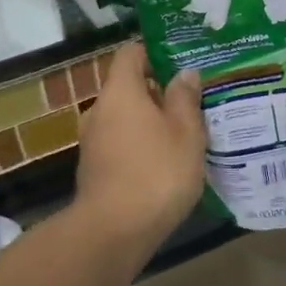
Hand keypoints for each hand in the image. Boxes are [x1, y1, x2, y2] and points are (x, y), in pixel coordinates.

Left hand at [74, 44, 205, 252]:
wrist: (114, 232)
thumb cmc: (156, 172)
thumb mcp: (186, 133)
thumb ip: (185, 98)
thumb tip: (184, 72)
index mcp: (120, 91)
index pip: (130, 53)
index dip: (155, 53)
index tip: (182, 65)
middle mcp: (99, 109)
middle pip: (128, 87)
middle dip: (158, 92)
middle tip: (192, 103)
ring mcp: (92, 140)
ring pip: (124, 117)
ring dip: (150, 122)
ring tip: (183, 135)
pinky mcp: (94, 168)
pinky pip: (119, 142)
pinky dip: (139, 145)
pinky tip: (164, 163)